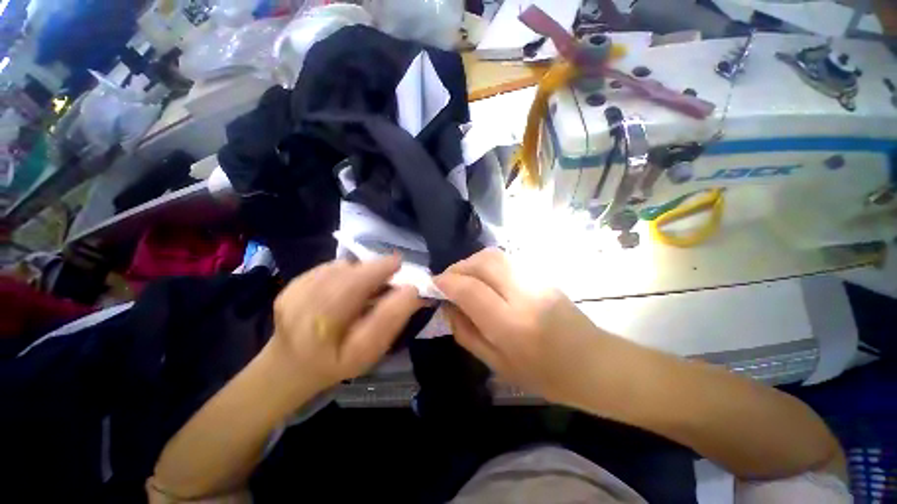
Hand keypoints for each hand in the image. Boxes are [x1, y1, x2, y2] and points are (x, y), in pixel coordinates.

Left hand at [271, 255, 422, 395]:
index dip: (378, 272)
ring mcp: (294, 291)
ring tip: (366, 288)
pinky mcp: (292, 283)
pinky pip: (330, 267)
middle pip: (348, 273)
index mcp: (320, 327)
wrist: (290, 366)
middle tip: (391, 274)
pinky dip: (347, 272)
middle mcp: (301, 305)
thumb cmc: (336, 363)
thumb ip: (391, 319)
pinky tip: (346, 289)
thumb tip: (412, 290)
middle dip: (374, 270)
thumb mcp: (369, 351)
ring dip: (360, 272)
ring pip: (340, 268)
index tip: (399, 265)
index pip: (353, 288)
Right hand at [435, 249, 612, 405]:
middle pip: (482, 262)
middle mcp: (524, 294)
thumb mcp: (497, 364)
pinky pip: (506, 260)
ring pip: (494, 255)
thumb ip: (466, 333)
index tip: (434, 285)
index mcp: (512, 324)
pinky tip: (484, 280)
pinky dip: (487, 264)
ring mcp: (536, 280)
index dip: (447, 282)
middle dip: (458, 267)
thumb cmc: (546, 376)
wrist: (595, 364)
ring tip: (463, 279)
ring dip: (472, 262)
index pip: (470, 289)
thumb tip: (448, 306)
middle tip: (447, 280)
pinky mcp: (542, 275)